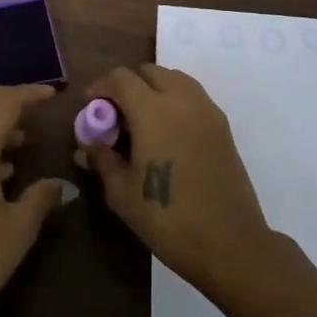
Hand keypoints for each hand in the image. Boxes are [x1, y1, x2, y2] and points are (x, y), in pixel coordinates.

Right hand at [75, 64, 274, 293]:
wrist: (230, 244)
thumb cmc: (168, 218)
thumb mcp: (122, 193)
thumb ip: (102, 160)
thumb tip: (86, 146)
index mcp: (152, 110)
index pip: (120, 78)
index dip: (100, 87)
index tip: (90, 108)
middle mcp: (181, 99)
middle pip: (149, 72)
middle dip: (127, 86)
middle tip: (116, 117)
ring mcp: (206, 110)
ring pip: (174, 79)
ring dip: (153, 89)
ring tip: (142, 123)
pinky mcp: (222, 126)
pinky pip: (192, 96)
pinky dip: (175, 101)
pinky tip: (167, 135)